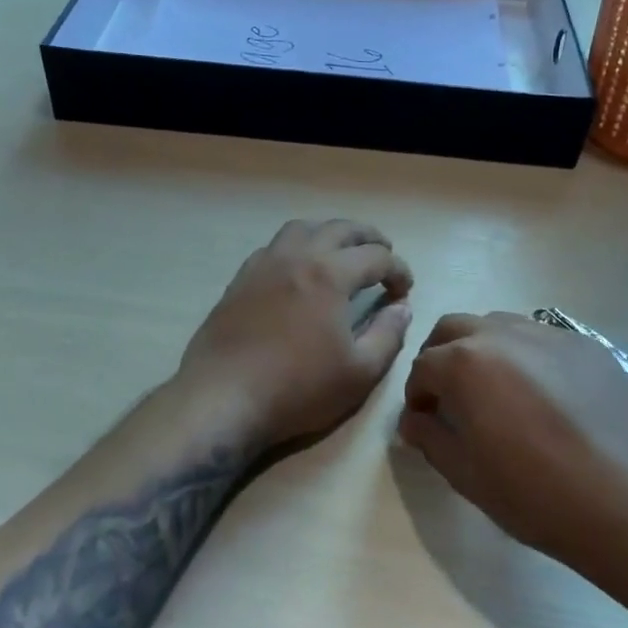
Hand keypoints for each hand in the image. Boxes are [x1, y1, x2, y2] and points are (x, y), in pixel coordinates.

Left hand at [177, 219, 413, 449]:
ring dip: (329, 233)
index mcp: (330, 274)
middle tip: (384, 255)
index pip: (376, 257)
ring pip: (302, 229)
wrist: (222, 398)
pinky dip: (297, 247)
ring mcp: (264, 265)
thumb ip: (388, 335)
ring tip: (342, 252)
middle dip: (370, 238)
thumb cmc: (297, 389)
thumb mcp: (359, 372)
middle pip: (340, 229)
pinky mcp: (240, 280)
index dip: (399, 270)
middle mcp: (297, 257)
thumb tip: (402, 308)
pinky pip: (274, 247)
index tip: (405, 290)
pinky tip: (298, 269)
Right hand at [399, 312, 627, 576]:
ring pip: (498, 325)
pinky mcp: (589, 346)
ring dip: (482, 350)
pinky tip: (544, 397)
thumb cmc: (537, 495)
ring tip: (497, 393)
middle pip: (454, 329)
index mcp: (466, 363)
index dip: (417, 396)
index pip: (423, 367)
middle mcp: (504, 334)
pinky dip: (525, 356)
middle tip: (451, 398)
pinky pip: (541, 338)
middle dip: (441, 358)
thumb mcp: (467, 475)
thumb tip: (415, 419)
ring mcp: (550, 335)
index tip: (426, 422)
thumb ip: (430, 438)